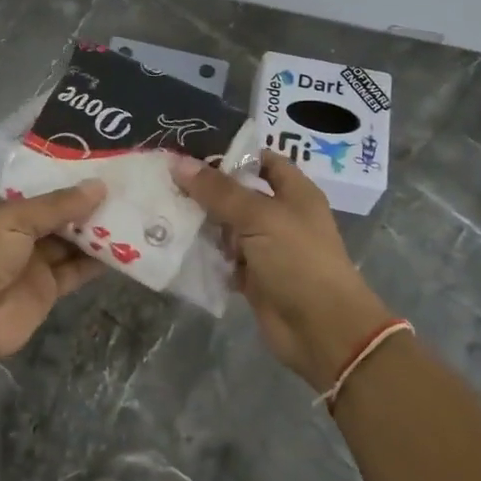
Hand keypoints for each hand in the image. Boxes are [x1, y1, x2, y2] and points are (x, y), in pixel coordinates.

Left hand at [0, 180, 107, 371]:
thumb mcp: (15, 219)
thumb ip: (59, 205)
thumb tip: (100, 186)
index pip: (38, 190)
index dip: (66, 180)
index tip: (101, 166)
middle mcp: (16, 234)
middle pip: (57, 216)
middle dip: (87, 205)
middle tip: (126, 187)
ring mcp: (32, 263)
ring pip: (70, 243)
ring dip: (97, 231)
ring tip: (132, 211)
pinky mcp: (47, 290)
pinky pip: (77, 270)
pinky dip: (98, 261)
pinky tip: (126, 246)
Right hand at [173, 151, 392, 390]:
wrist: (322, 330)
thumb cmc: (298, 260)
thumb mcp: (259, 217)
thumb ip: (218, 191)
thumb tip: (178, 162)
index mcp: (294, 192)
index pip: (262, 160)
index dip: (231, 153)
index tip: (191, 149)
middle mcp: (280, 216)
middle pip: (237, 193)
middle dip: (205, 188)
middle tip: (163, 178)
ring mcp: (265, 247)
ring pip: (226, 226)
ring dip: (199, 221)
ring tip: (159, 206)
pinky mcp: (252, 276)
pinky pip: (222, 257)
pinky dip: (203, 253)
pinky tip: (172, 242)